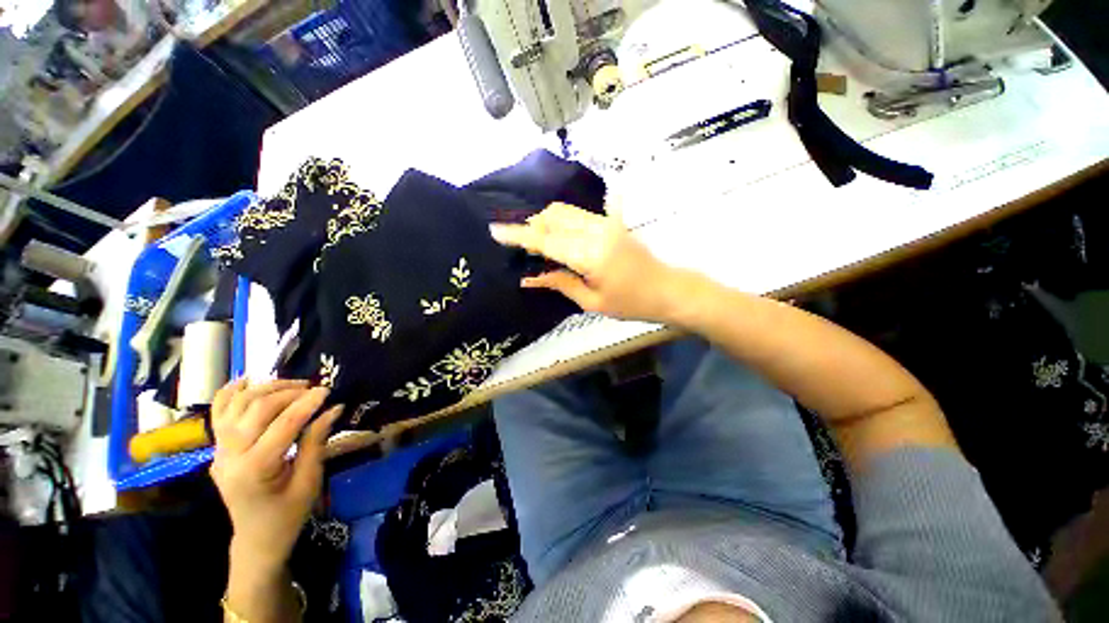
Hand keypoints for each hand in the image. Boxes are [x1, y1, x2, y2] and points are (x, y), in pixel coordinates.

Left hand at [210, 379, 342, 575]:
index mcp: (255, 470)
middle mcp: (230, 453)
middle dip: (286, 393)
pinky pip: (219, 408)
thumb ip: (315, 448)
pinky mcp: (214, 445)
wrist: (255, 540)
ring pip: (238, 402)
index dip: (305, 406)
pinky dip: (232, 390)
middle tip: (310, 388)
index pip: (282, 427)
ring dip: (264, 388)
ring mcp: (218, 447)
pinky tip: (249, 381)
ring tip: (288, 386)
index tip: (325, 391)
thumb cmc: (285, 521)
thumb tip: (329, 412)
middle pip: (257, 408)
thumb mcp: (306, 490)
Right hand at [490, 203, 680, 321]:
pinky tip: (556, 229)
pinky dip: (561, 217)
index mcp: (590, 255)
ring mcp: (605, 222)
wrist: (668, 289)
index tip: (494, 230)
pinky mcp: (611, 221)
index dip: (518, 235)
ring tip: (534, 239)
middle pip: (552, 218)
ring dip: (544, 220)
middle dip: (530, 226)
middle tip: (517, 243)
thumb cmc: (632, 303)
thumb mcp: (593, 302)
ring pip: (564, 210)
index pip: (546, 240)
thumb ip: (560, 283)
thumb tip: (528, 277)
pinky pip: (579, 212)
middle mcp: (595, 231)